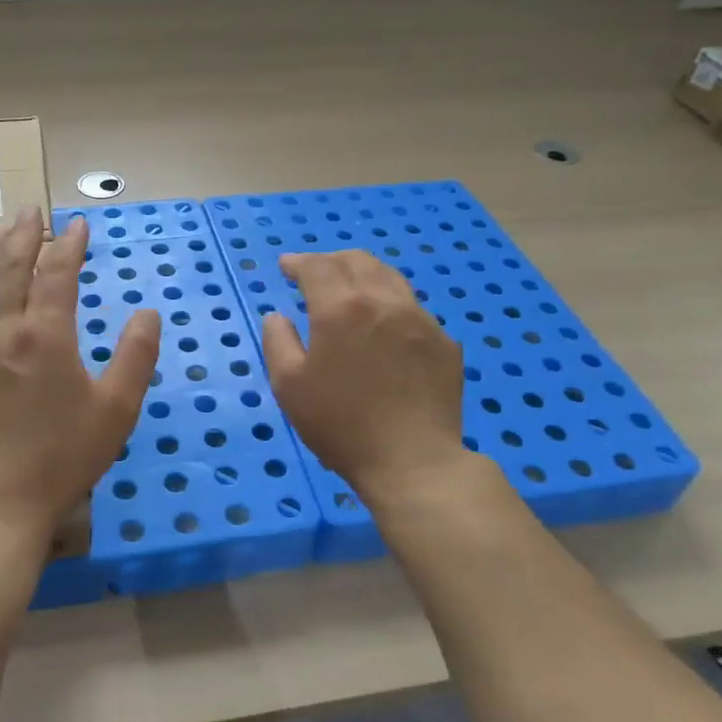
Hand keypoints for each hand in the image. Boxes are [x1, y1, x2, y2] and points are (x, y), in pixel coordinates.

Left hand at [0, 209, 160, 544]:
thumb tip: (148, 312)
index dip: (69, 244)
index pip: (57, 272)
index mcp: (44, 335)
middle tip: (32, 210)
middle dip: (23, 233)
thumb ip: (136, 356)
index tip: (79, 225)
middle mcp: (0, 329)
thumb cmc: (61, 457)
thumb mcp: (116, 410)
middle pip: (8, 265)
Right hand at [261, 250, 471, 509]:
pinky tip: (383, 326)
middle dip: (330, 260)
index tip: (286, 267)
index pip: (317, 267)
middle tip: (314, 273)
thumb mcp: (289, 386)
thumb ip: (278, 342)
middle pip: (357, 261)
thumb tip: (278, 316)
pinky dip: (389, 303)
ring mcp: (420, 319)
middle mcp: (383, 301)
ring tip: (350, 289)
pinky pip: (412, 308)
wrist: (413, 461)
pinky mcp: (444, 342)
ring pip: (390, 278)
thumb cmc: (341, 425)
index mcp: (341, 308)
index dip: (298, 262)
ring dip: (363, 274)